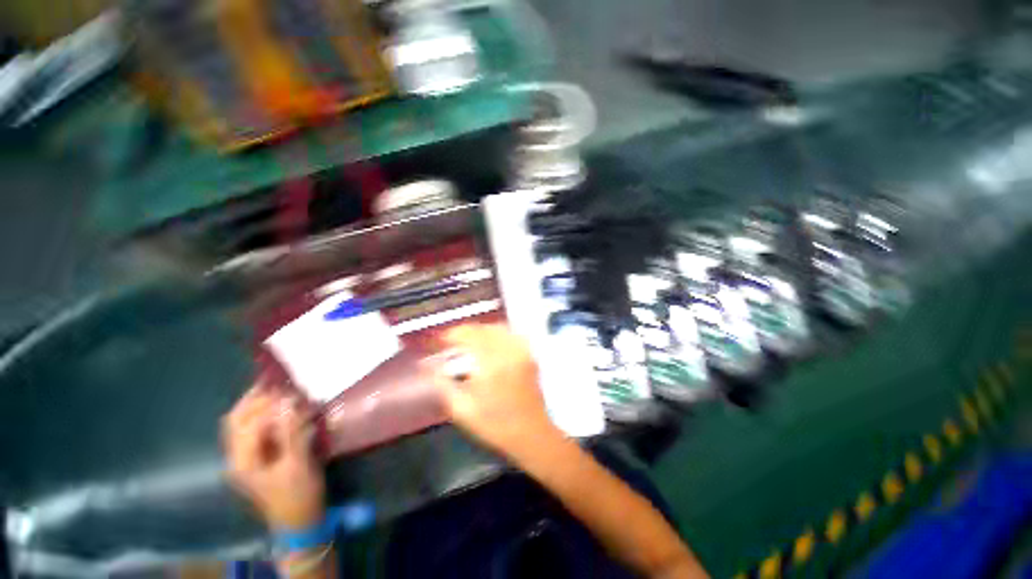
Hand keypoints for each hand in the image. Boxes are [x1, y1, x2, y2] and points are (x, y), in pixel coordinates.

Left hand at [222, 384, 324, 529]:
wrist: (298, 521)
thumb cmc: (298, 494)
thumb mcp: (298, 463)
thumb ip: (290, 432)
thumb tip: (287, 402)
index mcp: (243, 461)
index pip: (248, 422)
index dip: (268, 404)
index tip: (291, 389)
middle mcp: (236, 457)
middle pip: (236, 419)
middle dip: (255, 399)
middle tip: (279, 382)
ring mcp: (244, 458)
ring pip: (242, 423)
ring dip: (258, 405)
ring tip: (280, 391)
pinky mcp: (255, 458)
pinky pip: (254, 430)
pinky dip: (265, 416)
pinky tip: (282, 410)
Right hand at [430, 323, 563, 459]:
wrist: (531, 434)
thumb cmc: (494, 425)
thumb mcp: (462, 409)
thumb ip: (442, 384)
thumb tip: (427, 365)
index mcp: (491, 363)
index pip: (469, 335)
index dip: (451, 334)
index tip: (439, 341)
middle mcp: (508, 351)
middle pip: (483, 328)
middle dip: (465, 331)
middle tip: (451, 342)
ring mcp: (522, 351)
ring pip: (497, 328)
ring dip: (480, 331)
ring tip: (468, 342)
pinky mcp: (529, 355)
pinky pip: (510, 335)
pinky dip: (496, 334)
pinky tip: (489, 344)